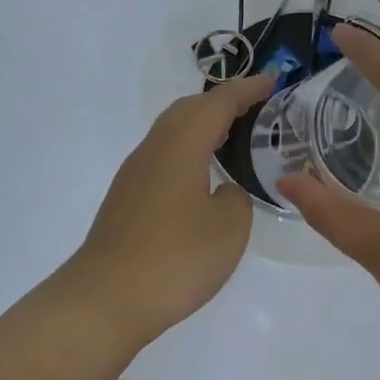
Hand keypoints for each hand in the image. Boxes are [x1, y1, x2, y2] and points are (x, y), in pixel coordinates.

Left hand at [64, 74, 273, 343]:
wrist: (106, 299)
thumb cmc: (175, 258)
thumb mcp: (229, 227)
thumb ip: (236, 197)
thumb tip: (222, 191)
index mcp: (181, 144)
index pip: (218, 102)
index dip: (248, 89)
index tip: (274, 81)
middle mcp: (154, 148)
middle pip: (190, 108)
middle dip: (223, 101)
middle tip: (258, 106)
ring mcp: (135, 173)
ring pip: (173, 131)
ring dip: (204, 125)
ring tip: (235, 136)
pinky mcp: (127, 197)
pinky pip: (164, 156)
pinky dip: (189, 150)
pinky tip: (203, 174)